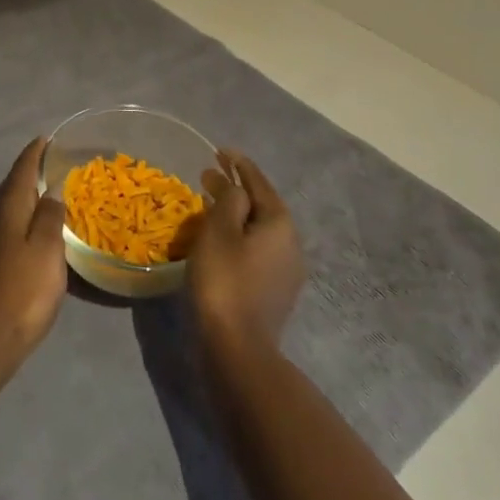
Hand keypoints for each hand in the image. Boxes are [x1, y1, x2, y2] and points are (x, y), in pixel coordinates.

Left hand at [0, 137, 67, 365]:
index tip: (44, 140)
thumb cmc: (21, 295)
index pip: (20, 172)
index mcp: (5, 211)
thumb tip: (49, 190)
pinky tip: (16, 249)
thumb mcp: (47, 253)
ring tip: (35, 209)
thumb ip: (49, 219)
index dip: (33, 155)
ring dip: (15, 208)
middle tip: (45, 173)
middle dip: (24, 180)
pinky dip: (8, 234)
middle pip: (6, 192)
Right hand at [188, 149, 304, 354]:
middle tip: (209, 177)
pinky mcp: (276, 292)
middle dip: (237, 189)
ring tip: (212, 206)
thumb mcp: (220, 231)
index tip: (220, 150)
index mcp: (279, 223)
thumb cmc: (225, 281)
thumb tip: (236, 188)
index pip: (258, 182)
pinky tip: (222, 242)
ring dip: (237, 214)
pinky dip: (240, 237)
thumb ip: (229, 201)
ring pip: (260, 229)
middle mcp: (291, 243)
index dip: (238, 164)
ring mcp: (287, 271)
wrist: (238, 349)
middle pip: (262, 205)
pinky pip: (257, 250)